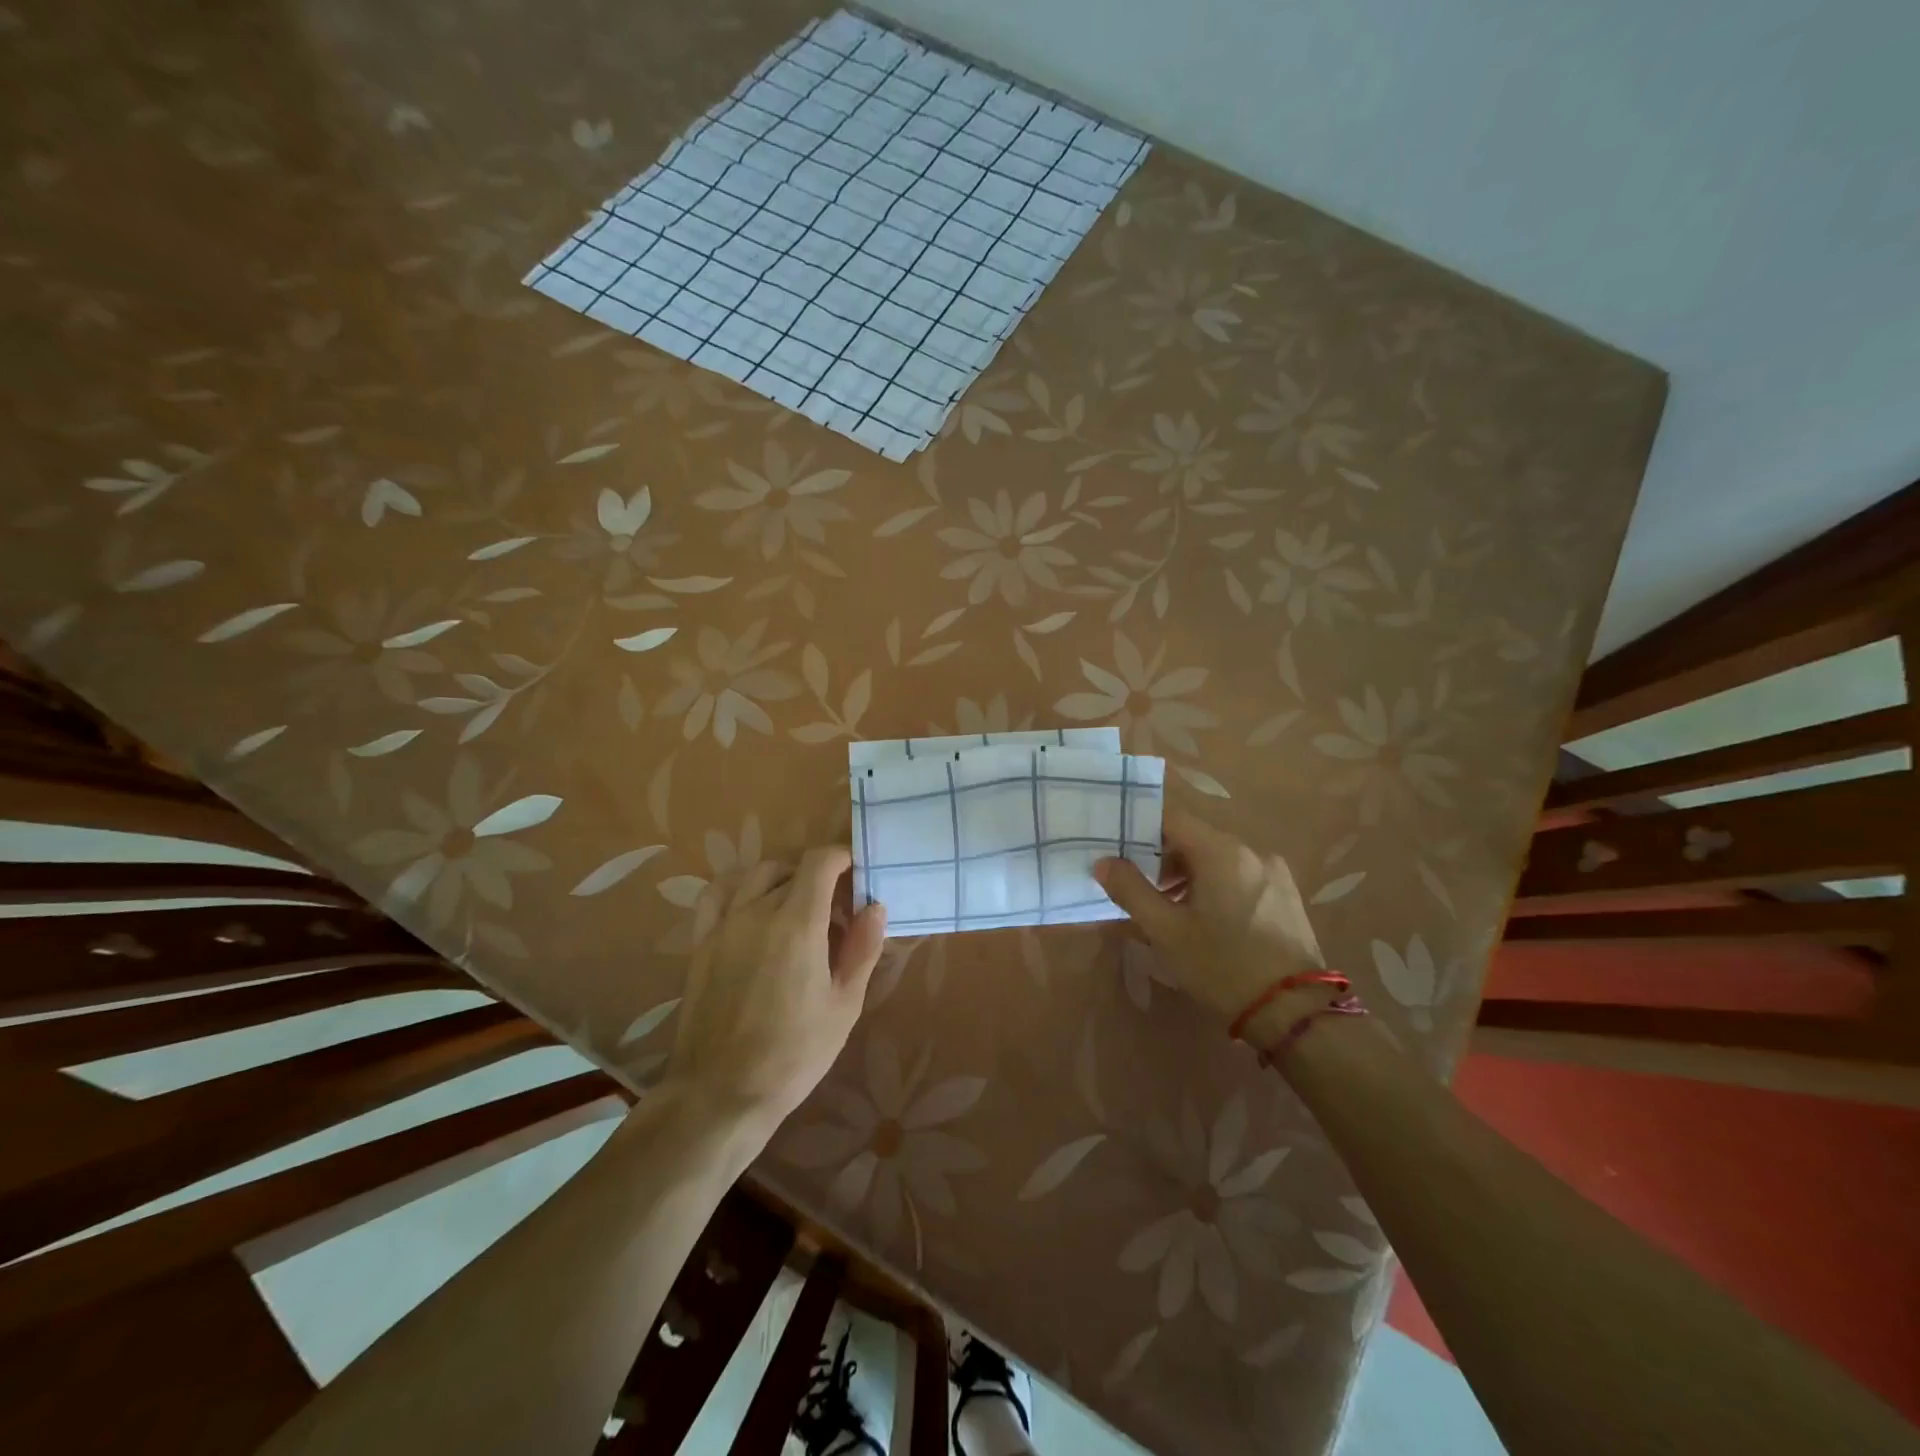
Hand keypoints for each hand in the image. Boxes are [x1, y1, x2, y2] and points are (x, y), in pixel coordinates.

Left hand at [664, 845, 886, 1132]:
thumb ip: (862, 949)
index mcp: (798, 923)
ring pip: (757, 875)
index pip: (820, 861)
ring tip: (798, 909)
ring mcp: (724, 924)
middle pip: (792, 868)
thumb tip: (874, 907)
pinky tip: (752, 908)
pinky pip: (717, 894)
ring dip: (784, 879)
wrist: (721, 1092)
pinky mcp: (702, 942)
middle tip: (837, 911)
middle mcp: (757, 911)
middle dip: (821, 878)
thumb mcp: (844, 1005)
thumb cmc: (794, 1053)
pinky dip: (740, 887)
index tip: (858, 874)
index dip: (843, 857)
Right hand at [1094, 810, 1324, 1027]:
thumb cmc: (1222, 966)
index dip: (1140, 827)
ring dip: (1187, 874)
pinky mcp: (1286, 895)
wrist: (1294, 1012)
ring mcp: (1273, 872)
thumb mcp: (1167, 931)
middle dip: (1161, 857)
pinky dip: (1214, 885)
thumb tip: (1104, 862)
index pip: (1171, 817)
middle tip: (1136, 886)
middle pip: (1194, 838)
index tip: (1117, 847)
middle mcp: (1251, 851)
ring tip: (1167, 908)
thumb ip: (1131, 890)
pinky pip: (1239, 875)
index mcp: (1221, 851)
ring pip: (1217, 858)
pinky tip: (1204, 919)